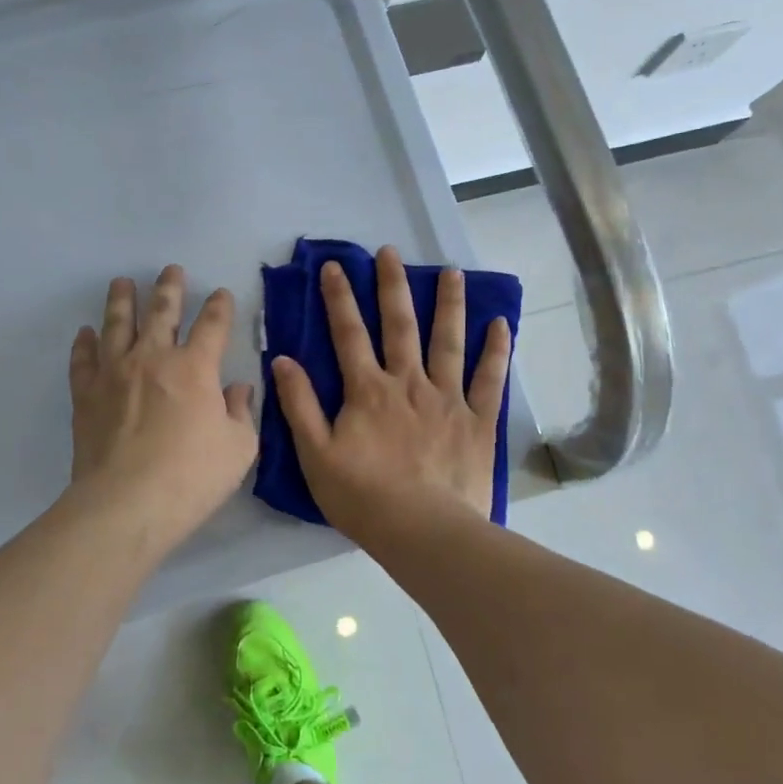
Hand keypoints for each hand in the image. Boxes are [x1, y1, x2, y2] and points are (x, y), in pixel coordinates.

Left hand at [66, 265, 257, 547]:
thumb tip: (238, 390)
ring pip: (117, 325)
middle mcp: (153, 358)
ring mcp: (115, 373)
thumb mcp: (239, 449)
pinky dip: (84, 344)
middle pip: (161, 312)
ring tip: (122, 283)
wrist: (126, 505)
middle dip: (169, 288)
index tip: (220, 293)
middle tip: (170, 269)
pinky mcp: (86, 395)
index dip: (219, 306)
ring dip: (121, 300)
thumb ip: (241, 413)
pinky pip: (83, 360)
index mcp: (195, 367)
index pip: (212, 325)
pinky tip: (85, 334)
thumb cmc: (191, 478)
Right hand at [271, 245, 511, 531]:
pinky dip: (496, 351)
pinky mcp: (478, 420)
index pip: (348, 334)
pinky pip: (490, 379)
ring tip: (450, 272)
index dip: (339, 297)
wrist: (423, 531)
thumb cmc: (363, 497)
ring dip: (447, 305)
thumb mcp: (315, 454)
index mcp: (368, 390)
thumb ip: (299, 405)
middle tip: (391, 252)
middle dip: (392, 286)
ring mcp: (448, 399)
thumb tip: (282, 359)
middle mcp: (409, 383)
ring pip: (448, 342)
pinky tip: (500, 324)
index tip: (334, 266)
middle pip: (399, 325)